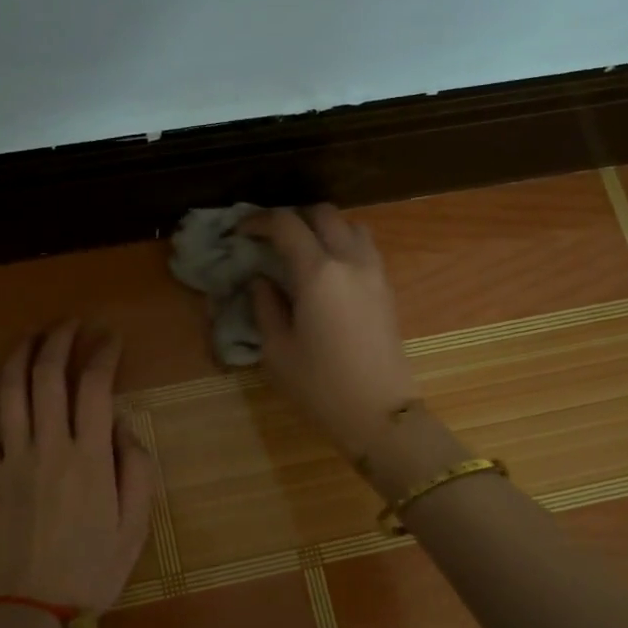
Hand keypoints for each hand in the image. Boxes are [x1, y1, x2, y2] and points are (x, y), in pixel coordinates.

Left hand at [0, 323, 155, 614]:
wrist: (35, 612)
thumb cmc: (93, 570)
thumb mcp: (136, 525)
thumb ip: (136, 469)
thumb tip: (121, 424)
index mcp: (89, 458)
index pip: (94, 387)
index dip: (102, 354)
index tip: (110, 338)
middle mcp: (48, 448)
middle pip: (48, 377)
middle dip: (59, 340)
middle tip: (71, 325)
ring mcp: (11, 460)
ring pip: (9, 392)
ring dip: (19, 355)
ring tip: (32, 335)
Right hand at [245, 205, 419, 459]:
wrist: (380, 413)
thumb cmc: (320, 385)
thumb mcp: (277, 350)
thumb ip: (265, 306)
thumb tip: (260, 281)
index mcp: (318, 273)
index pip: (286, 224)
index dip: (258, 221)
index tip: (241, 232)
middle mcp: (350, 261)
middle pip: (322, 214)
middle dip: (293, 218)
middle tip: (270, 239)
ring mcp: (374, 272)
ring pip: (350, 225)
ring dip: (323, 228)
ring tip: (302, 251)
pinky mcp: (387, 288)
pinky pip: (364, 248)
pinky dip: (343, 244)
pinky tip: (326, 271)